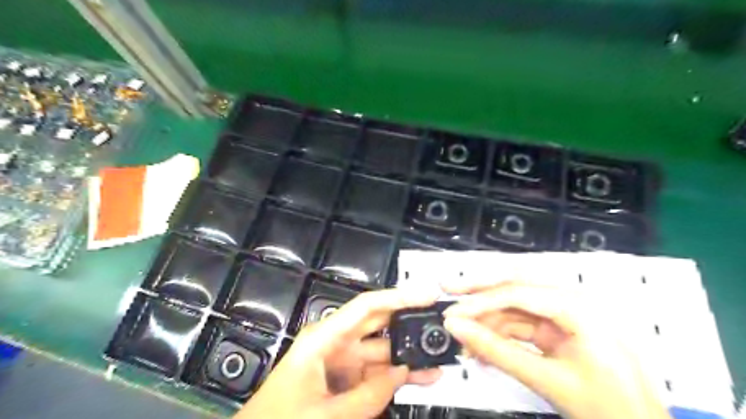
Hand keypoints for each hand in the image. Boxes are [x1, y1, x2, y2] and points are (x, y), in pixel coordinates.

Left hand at [232, 287, 441, 418]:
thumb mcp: (325, 415)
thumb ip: (368, 396)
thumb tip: (402, 372)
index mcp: (324, 337)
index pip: (367, 306)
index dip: (398, 297)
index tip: (427, 295)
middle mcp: (336, 341)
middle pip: (379, 323)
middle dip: (408, 320)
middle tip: (439, 320)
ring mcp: (343, 361)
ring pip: (383, 350)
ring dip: (409, 354)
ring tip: (439, 355)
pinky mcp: (347, 379)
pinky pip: (378, 372)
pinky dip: (398, 375)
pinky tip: (421, 377)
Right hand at [439, 280, 672, 417]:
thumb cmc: (608, 408)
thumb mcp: (548, 380)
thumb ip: (497, 352)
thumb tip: (457, 328)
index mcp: (577, 307)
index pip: (517, 293)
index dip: (480, 301)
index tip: (452, 312)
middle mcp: (570, 302)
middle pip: (515, 285)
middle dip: (480, 291)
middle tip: (448, 289)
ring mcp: (564, 316)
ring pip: (515, 306)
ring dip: (487, 319)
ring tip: (462, 335)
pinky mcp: (558, 331)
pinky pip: (521, 325)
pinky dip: (500, 335)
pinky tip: (482, 349)